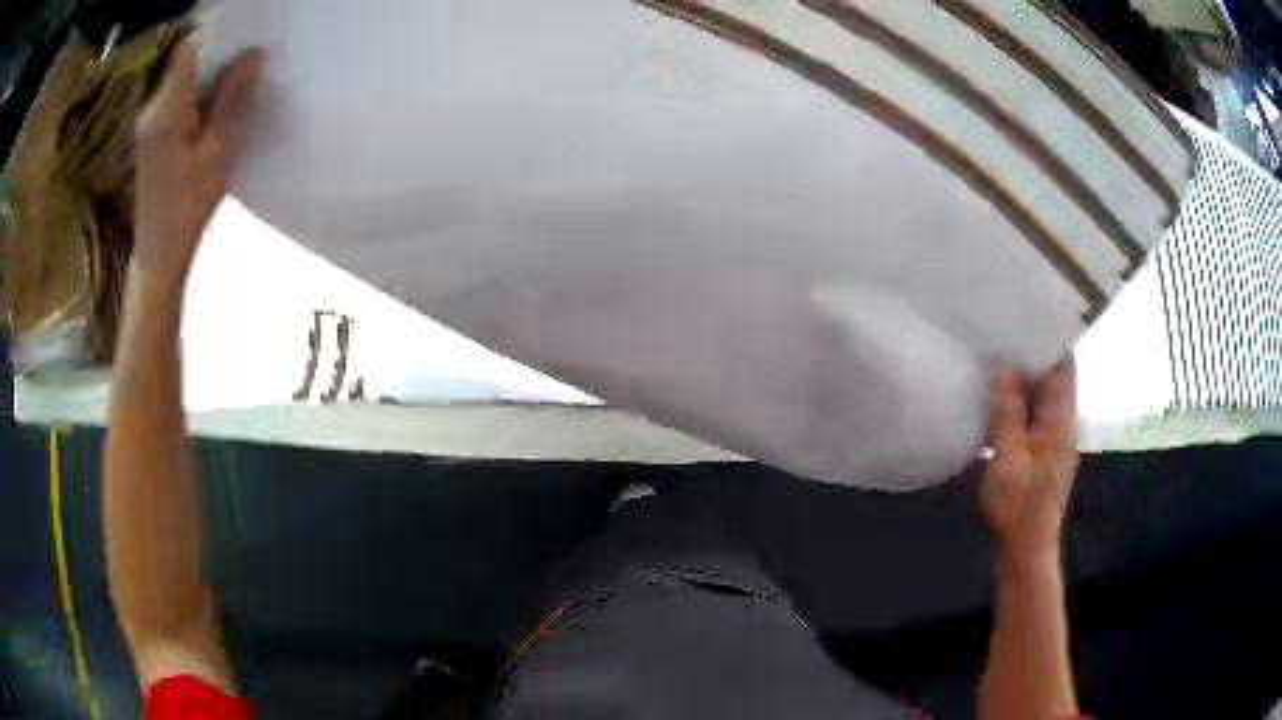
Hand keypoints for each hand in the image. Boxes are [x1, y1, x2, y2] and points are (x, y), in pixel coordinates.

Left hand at [134, 39, 262, 284]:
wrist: (157, 257)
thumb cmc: (186, 209)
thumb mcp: (214, 151)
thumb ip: (229, 99)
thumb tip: (252, 55)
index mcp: (165, 109)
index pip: (190, 48)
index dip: (217, 31)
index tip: (245, 30)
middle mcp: (151, 108)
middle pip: (184, 60)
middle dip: (217, 51)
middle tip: (249, 53)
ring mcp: (147, 122)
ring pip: (181, 78)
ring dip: (208, 72)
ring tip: (238, 75)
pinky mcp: (150, 135)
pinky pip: (175, 98)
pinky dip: (197, 92)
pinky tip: (216, 102)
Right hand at [979, 360, 1078, 572]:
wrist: (1027, 551)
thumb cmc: (1017, 508)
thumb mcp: (1007, 460)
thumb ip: (1007, 414)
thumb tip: (1005, 369)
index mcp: (1059, 423)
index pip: (1063, 368)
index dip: (1047, 343)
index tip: (1023, 323)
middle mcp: (1064, 426)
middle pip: (1055, 380)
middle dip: (1032, 358)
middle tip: (1002, 339)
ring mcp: (1056, 441)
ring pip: (1045, 399)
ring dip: (1025, 382)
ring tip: (997, 364)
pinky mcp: (1046, 455)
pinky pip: (1037, 416)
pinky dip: (1022, 404)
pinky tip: (1000, 403)